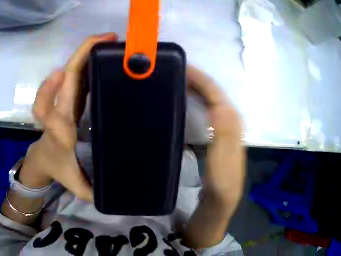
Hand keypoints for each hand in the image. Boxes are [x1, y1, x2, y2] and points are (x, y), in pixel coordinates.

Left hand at [19, 33, 118, 201]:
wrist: (42, 158)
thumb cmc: (58, 168)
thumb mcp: (76, 184)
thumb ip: (91, 192)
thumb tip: (113, 198)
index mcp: (58, 131)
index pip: (45, 110)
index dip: (48, 91)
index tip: (62, 73)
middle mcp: (59, 110)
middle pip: (63, 79)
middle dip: (81, 56)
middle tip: (107, 40)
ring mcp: (64, 101)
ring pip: (71, 71)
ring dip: (86, 52)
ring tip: (110, 39)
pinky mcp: (70, 97)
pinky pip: (78, 75)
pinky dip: (89, 60)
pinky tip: (104, 52)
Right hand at [182, 66, 244, 248]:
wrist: (222, 197)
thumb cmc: (222, 180)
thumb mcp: (224, 159)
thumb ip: (224, 132)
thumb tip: (218, 103)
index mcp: (231, 120)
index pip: (215, 91)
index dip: (199, 78)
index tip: (179, 67)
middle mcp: (229, 118)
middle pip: (212, 91)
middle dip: (195, 78)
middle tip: (173, 70)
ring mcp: (223, 125)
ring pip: (208, 98)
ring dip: (194, 87)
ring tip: (175, 80)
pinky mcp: (216, 132)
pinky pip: (205, 109)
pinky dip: (194, 100)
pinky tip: (183, 101)